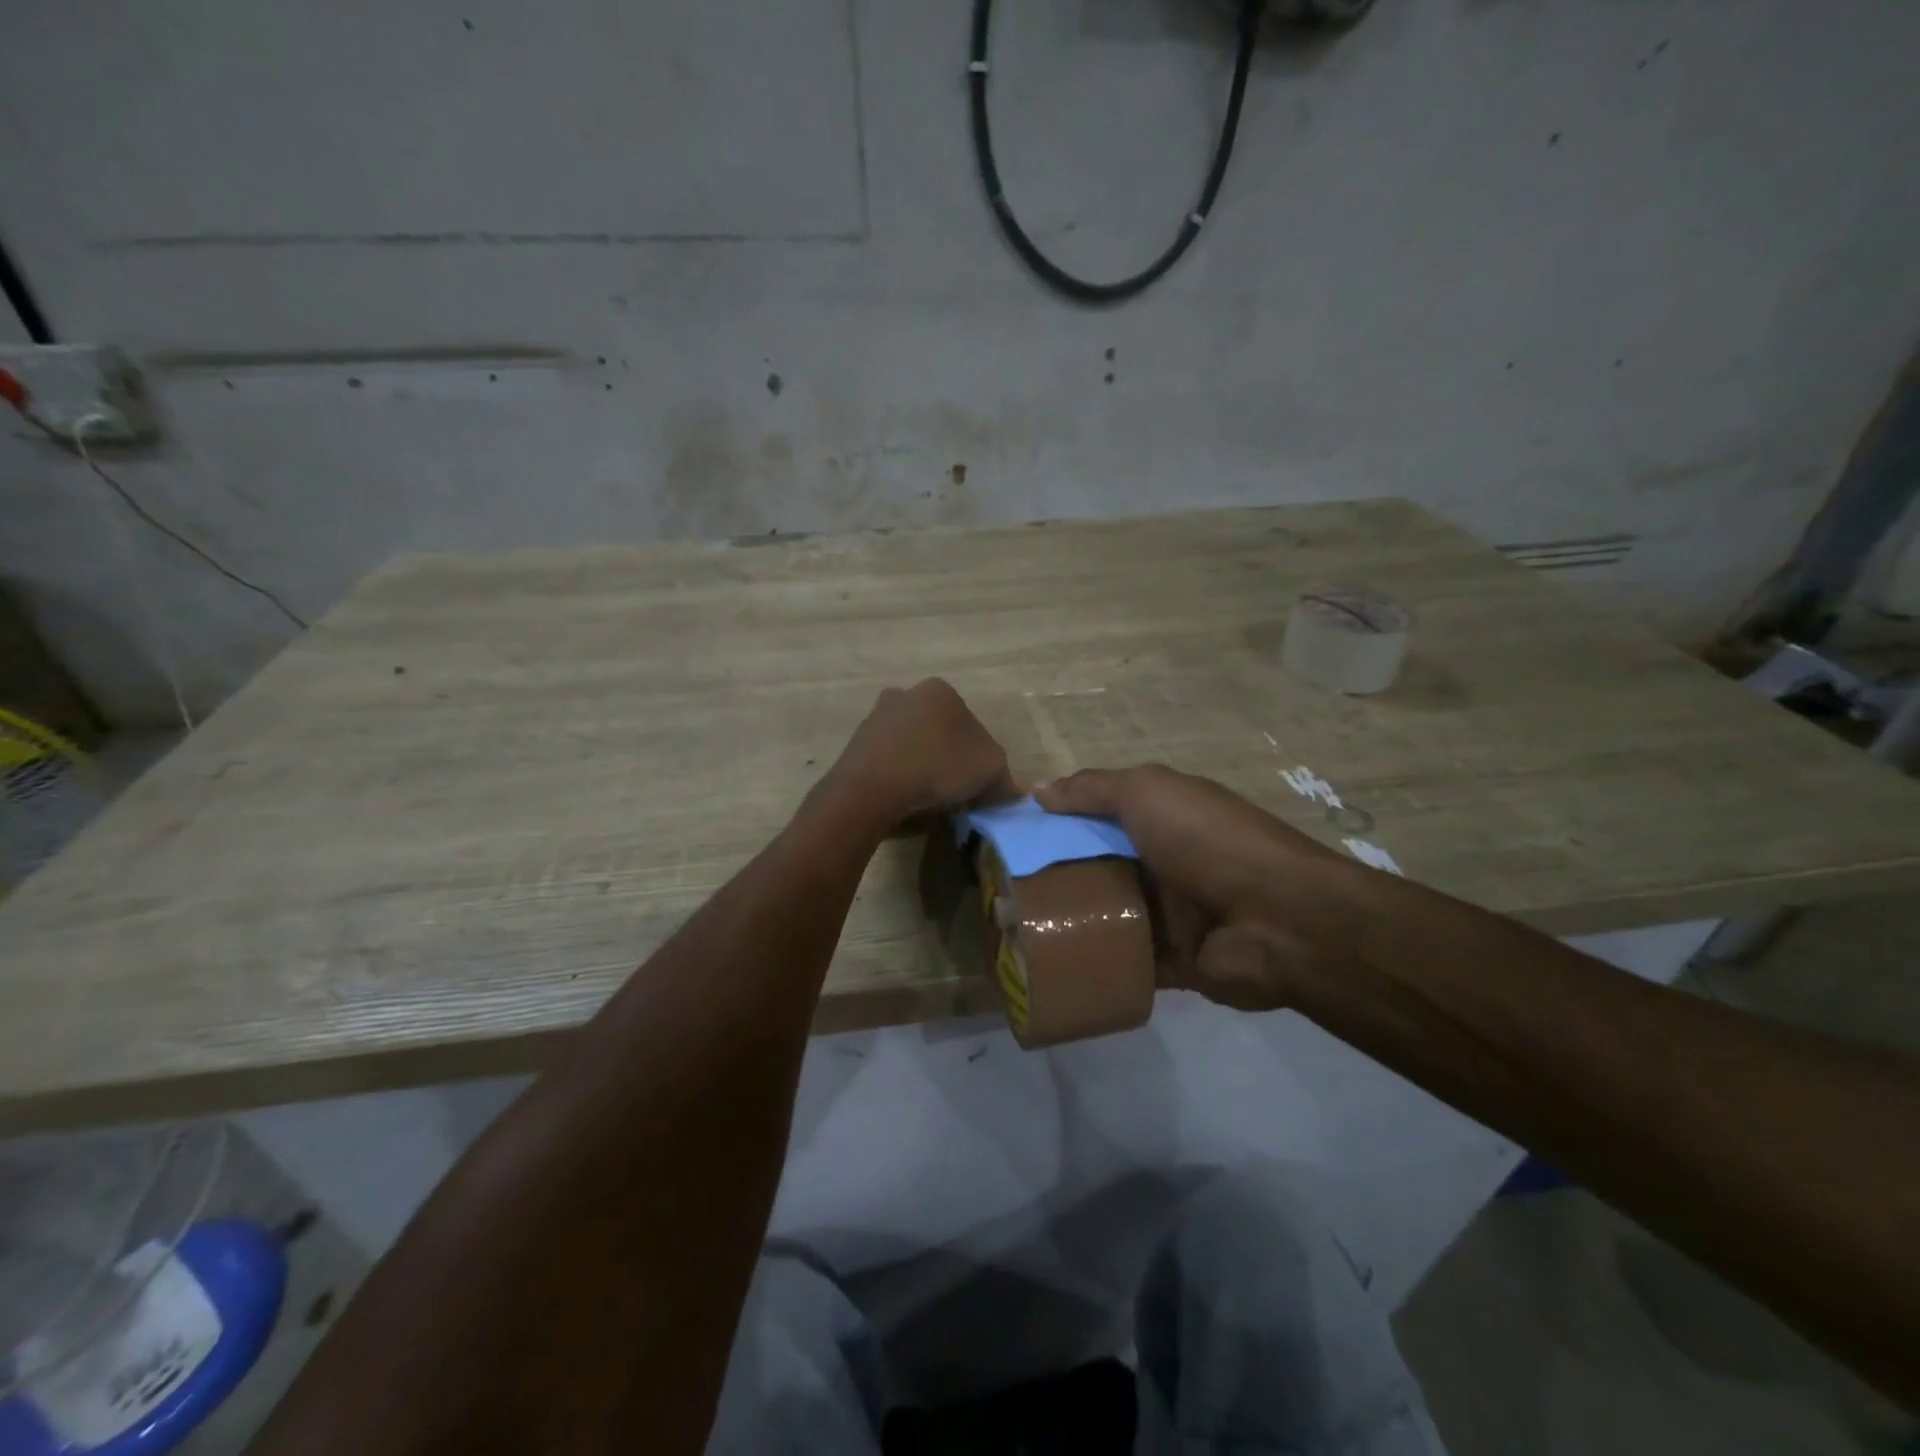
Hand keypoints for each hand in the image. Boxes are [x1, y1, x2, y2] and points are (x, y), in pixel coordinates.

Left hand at [827, 679, 1016, 831]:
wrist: (871, 787)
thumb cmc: (938, 766)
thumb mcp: (989, 770)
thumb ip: (1004, 776)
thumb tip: (1009, 789)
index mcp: (941, 690)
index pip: (971, 724)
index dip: (979, 757)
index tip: (977, 784)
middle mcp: (906, 693)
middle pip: (939, 731)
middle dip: (948, 758)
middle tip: (955, 791)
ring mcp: (876, 717)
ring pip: (912, 744)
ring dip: (922, 766)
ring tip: (928, 799)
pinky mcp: (856, 743)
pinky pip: (888, 761)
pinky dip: (898, 776)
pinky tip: (903, 798)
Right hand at [1035, 765, 1373, 1009]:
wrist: (1278, 920)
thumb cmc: (1207, 841)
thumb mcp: (1148, 793)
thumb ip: (1093, 789)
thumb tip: (1037, 789)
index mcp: (1160, 818)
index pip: (1096, 815)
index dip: (1055, 821)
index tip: (1010, 834)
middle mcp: (1162, 862)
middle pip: (1096, 865)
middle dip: (1052, 874)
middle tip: (999, 888)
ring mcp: (1169, 914)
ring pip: (1106, 915)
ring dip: (1068, 920)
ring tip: (1012, 929)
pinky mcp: (1173, 962)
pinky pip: (1124, 961)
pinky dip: (1093, 963)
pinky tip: (1049, 966)